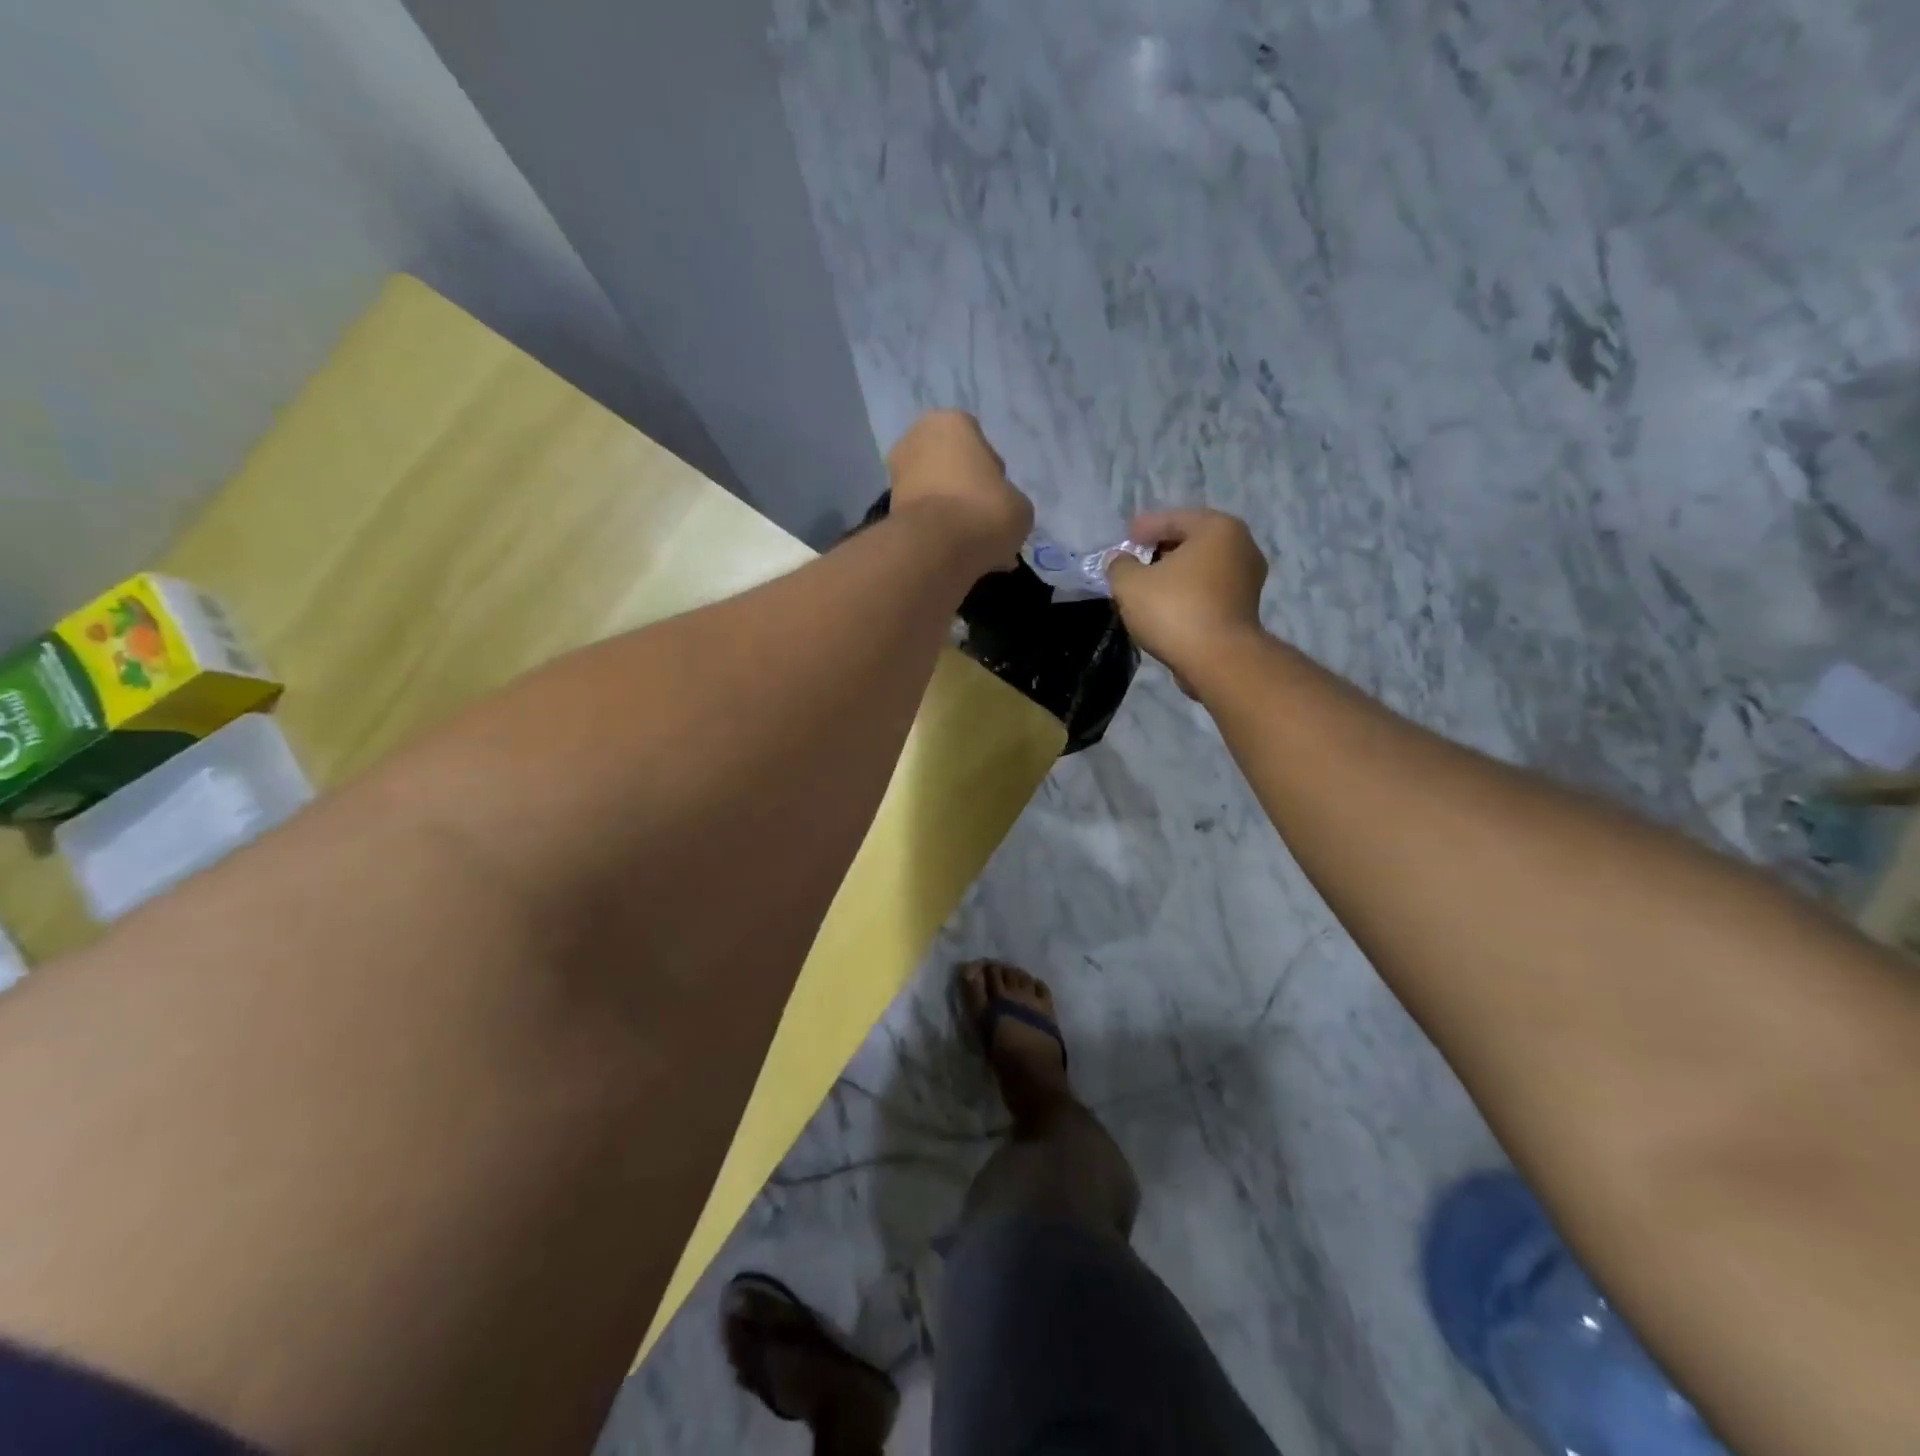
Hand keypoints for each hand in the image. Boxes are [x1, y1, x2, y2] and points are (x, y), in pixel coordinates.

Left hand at [886, 411, 1032, 571]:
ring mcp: (896, 474)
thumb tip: (997, 513)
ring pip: (935, 495)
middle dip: (967, 494)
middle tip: (985, 524)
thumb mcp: (1019, 505)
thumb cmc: (985, 510)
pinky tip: (953, 554)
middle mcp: (916, 438)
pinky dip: (936, 533)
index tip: (999, 502)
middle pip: (952, 469)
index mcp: (951, 422)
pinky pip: (923, 519)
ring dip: (951, 515)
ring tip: (972, 546)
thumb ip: (1009, 500)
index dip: (993, 476)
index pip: (979, 445)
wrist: (937, 548)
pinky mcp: (888, 510)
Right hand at [1107, 508, 1268, 683]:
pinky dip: (1188, 592)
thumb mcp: (1131, 584)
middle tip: (1136, 560)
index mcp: (1218, 528)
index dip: (1144, 528)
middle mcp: (1242, 546)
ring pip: (1202, 567)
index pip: (1173, 519)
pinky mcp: (1245, 608)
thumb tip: (1118, 560)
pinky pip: (1209, 590)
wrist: (1218, 660)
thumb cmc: (1175, 610)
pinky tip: (1168, 605)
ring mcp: (1248, 579)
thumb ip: (1119, 566)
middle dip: (1161, 549)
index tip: (1126, 538)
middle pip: (1192, 541)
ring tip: (1148, 585)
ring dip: (1175, 574)